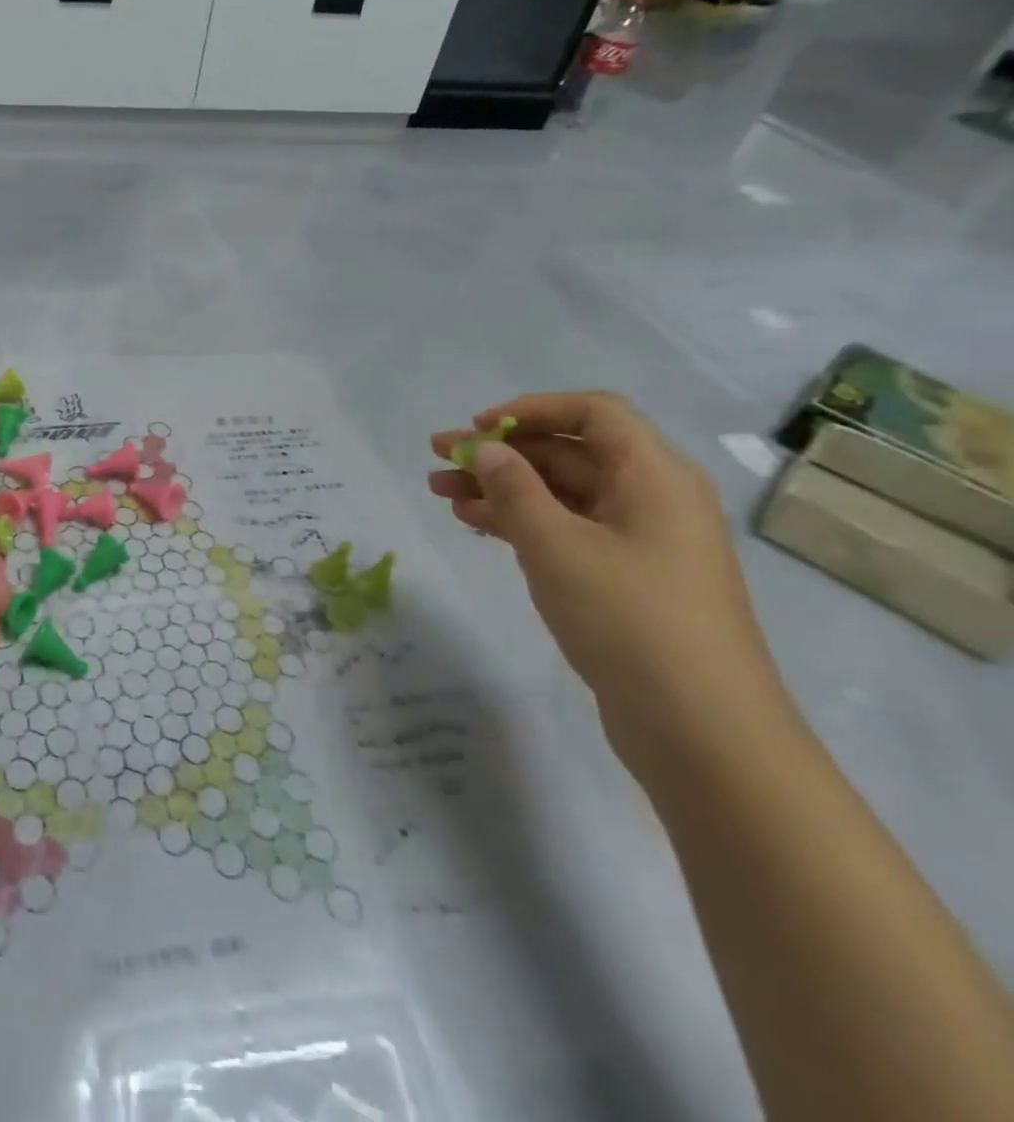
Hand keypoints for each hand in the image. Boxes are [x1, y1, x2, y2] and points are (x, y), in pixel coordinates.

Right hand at [428, 392, 786, 740]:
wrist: (699, 728)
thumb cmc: (629, 619)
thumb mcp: (557, 546)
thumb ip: (514, 489)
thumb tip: (486, 448)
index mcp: (654, 476)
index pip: (593, 413)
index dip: (530, 410)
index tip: (475, 427)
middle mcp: (651, 498)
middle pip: (570, 452)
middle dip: (501, 452)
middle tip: (437, 459)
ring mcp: (639, 541)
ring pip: (560, 493)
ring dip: (501, 487)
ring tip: (440, 492)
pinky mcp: (624, 577)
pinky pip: (566, 529)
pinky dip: (520, 521)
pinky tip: (475, 523)